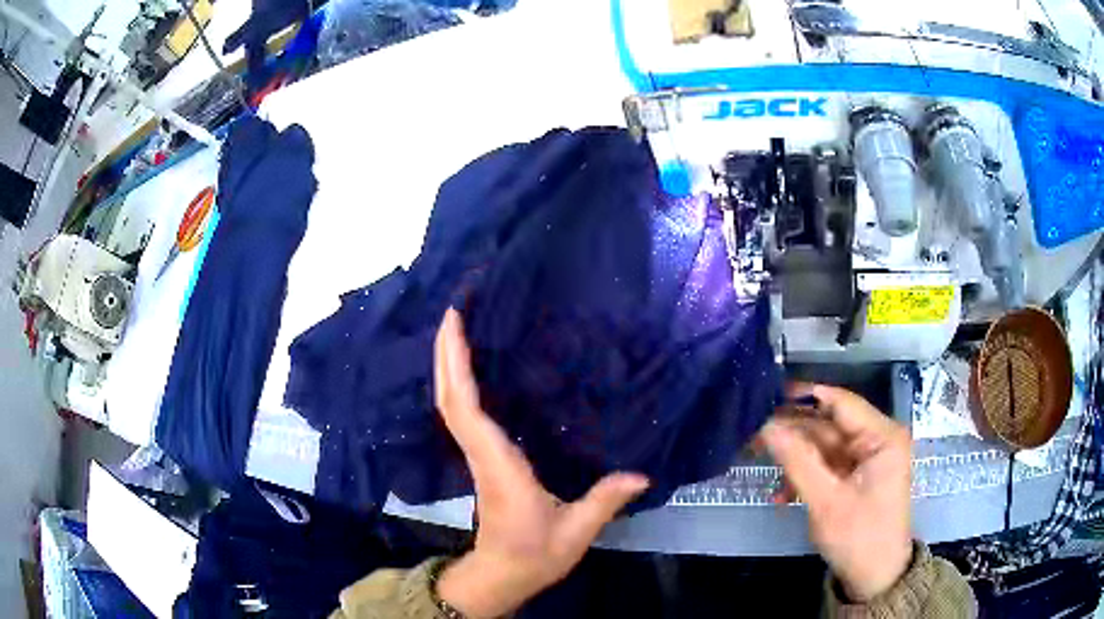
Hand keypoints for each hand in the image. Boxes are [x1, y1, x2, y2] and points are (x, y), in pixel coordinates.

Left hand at [433, 309, 649, 617]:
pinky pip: (462, 414)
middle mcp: (481, 453)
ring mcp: (477, 455)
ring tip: (460, 327)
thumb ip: (605, 501)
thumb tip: (641, 474)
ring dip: (449, 364)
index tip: (455, 323)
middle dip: (446, 351)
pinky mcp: (481, 458)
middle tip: (454, 309)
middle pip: (449, 397)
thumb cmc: (535, 555)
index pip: (467, 410)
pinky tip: (472, 367)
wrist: (503, 574)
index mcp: (499, 465)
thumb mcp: (575, 532)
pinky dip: (460, 383)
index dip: (457, 366)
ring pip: (451, 403)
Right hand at [761, 383, 912, 601]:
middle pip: (829, 424)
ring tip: (758, 459)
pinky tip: (781, 495)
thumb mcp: (826, 501)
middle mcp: (876, 439)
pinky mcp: (856, 477)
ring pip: (823, 446)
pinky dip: (804, 476)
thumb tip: (767, 426)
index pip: (841, 401)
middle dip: (792, 430)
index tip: (766, 395)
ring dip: (794, 457)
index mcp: (882, 436)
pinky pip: (826, 466)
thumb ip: (797, 460)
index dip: (804, 395)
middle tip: (752, 432)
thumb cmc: (859, 537)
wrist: (875, 578)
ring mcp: (866, 459)